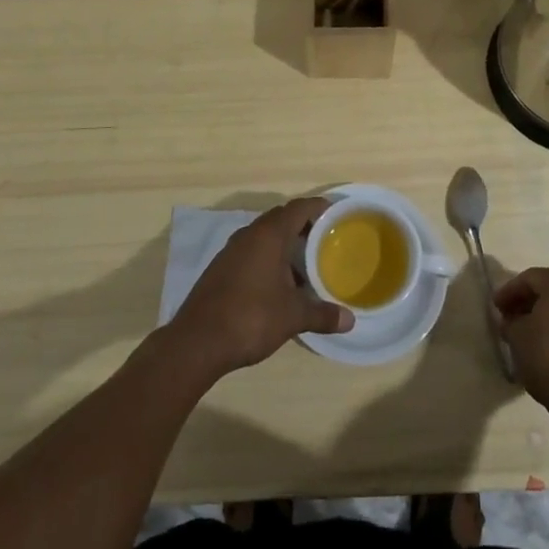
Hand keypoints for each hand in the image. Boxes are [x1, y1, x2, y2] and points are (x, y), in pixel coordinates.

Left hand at [167, 197, 353, 377]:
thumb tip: (350, 320)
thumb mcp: (293, 317)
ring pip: (265, 235)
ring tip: (307, 261)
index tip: (337, 215)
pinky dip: (269, 257)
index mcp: (269, 235)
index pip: (299, 208)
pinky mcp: (221, 267)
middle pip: (281, 218)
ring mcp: (232, 250)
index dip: (319, 208)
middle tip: (327, 239)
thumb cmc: (251, 317)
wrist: (197, 341)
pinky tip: (279, 282)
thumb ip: (322, 314)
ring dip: (285, 243)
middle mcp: (249, 234)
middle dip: (304, 225)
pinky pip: (252, 251)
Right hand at [494, 267, 548, 417]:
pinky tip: (547, 344)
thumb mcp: (517, 335)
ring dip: (545, 315)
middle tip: (509, 317)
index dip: (508, 292)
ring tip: (526, 333)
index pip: (529, 279)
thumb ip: (511, 320)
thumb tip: (513, 320)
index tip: (495, 307)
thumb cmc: (548, 357)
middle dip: (527, 302)